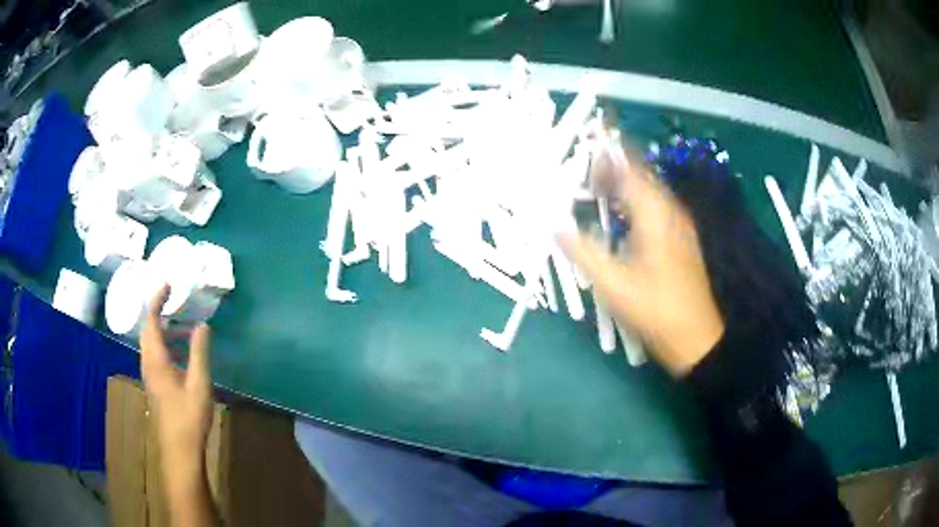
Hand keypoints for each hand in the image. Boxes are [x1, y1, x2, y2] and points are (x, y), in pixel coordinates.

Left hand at [140, 285, 212, 488]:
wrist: (180, 450)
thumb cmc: (189, 416)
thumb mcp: (199, 383)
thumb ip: (199, 352)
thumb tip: (202, 325)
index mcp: (155, 359)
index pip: (151, 320)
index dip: (157, 299)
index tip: (168, 284)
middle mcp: (148, 363)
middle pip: (148, 329)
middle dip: (160, 311)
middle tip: (177, 301)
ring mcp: (150, 375)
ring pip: (152, 343)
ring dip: (166, 330)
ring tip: (186, 327)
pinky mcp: (155, 385)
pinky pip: (156, 355)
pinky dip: (168, 345)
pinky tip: (184, 354)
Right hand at [558, 142, 724, 376]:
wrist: (696, 337)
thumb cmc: (656, 311)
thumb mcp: (614, 285)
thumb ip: (583, 251)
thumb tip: (554, 224)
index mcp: (655, 215)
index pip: (629, 168)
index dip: (606, 152)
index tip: (583, 143)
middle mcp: (670, 211)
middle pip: (639, 174)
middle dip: (611, 165)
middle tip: (580, 167)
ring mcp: (678, 224)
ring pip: (647, 189)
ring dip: (622, 182)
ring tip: (594, 185)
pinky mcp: (679, 237)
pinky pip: (654, 205)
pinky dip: (633, 200)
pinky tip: (617, 213)